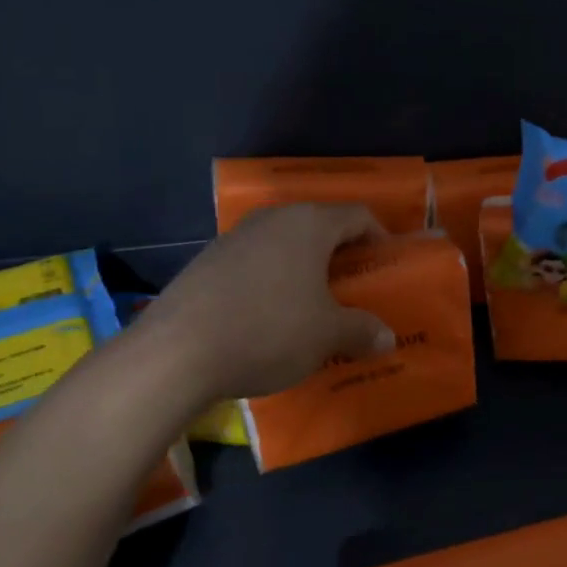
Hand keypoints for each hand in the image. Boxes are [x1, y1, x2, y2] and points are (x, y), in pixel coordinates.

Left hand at [134, 204, 396, 400]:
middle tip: (354, 288)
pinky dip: (272, 280)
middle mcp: (272, 219)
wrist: (178, 351)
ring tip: (314, 304)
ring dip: (304, 269)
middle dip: (340, 255)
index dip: (379, 237)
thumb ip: (362, 331)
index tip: (385, 265)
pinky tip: (270, 316)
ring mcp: (235, 237)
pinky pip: (255, 262)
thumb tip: (388, 339)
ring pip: (284, 244)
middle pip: (319, 226)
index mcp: (309, 224)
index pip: (357, 215)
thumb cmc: (269, 330)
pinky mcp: (207, 261)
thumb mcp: (327, 335)